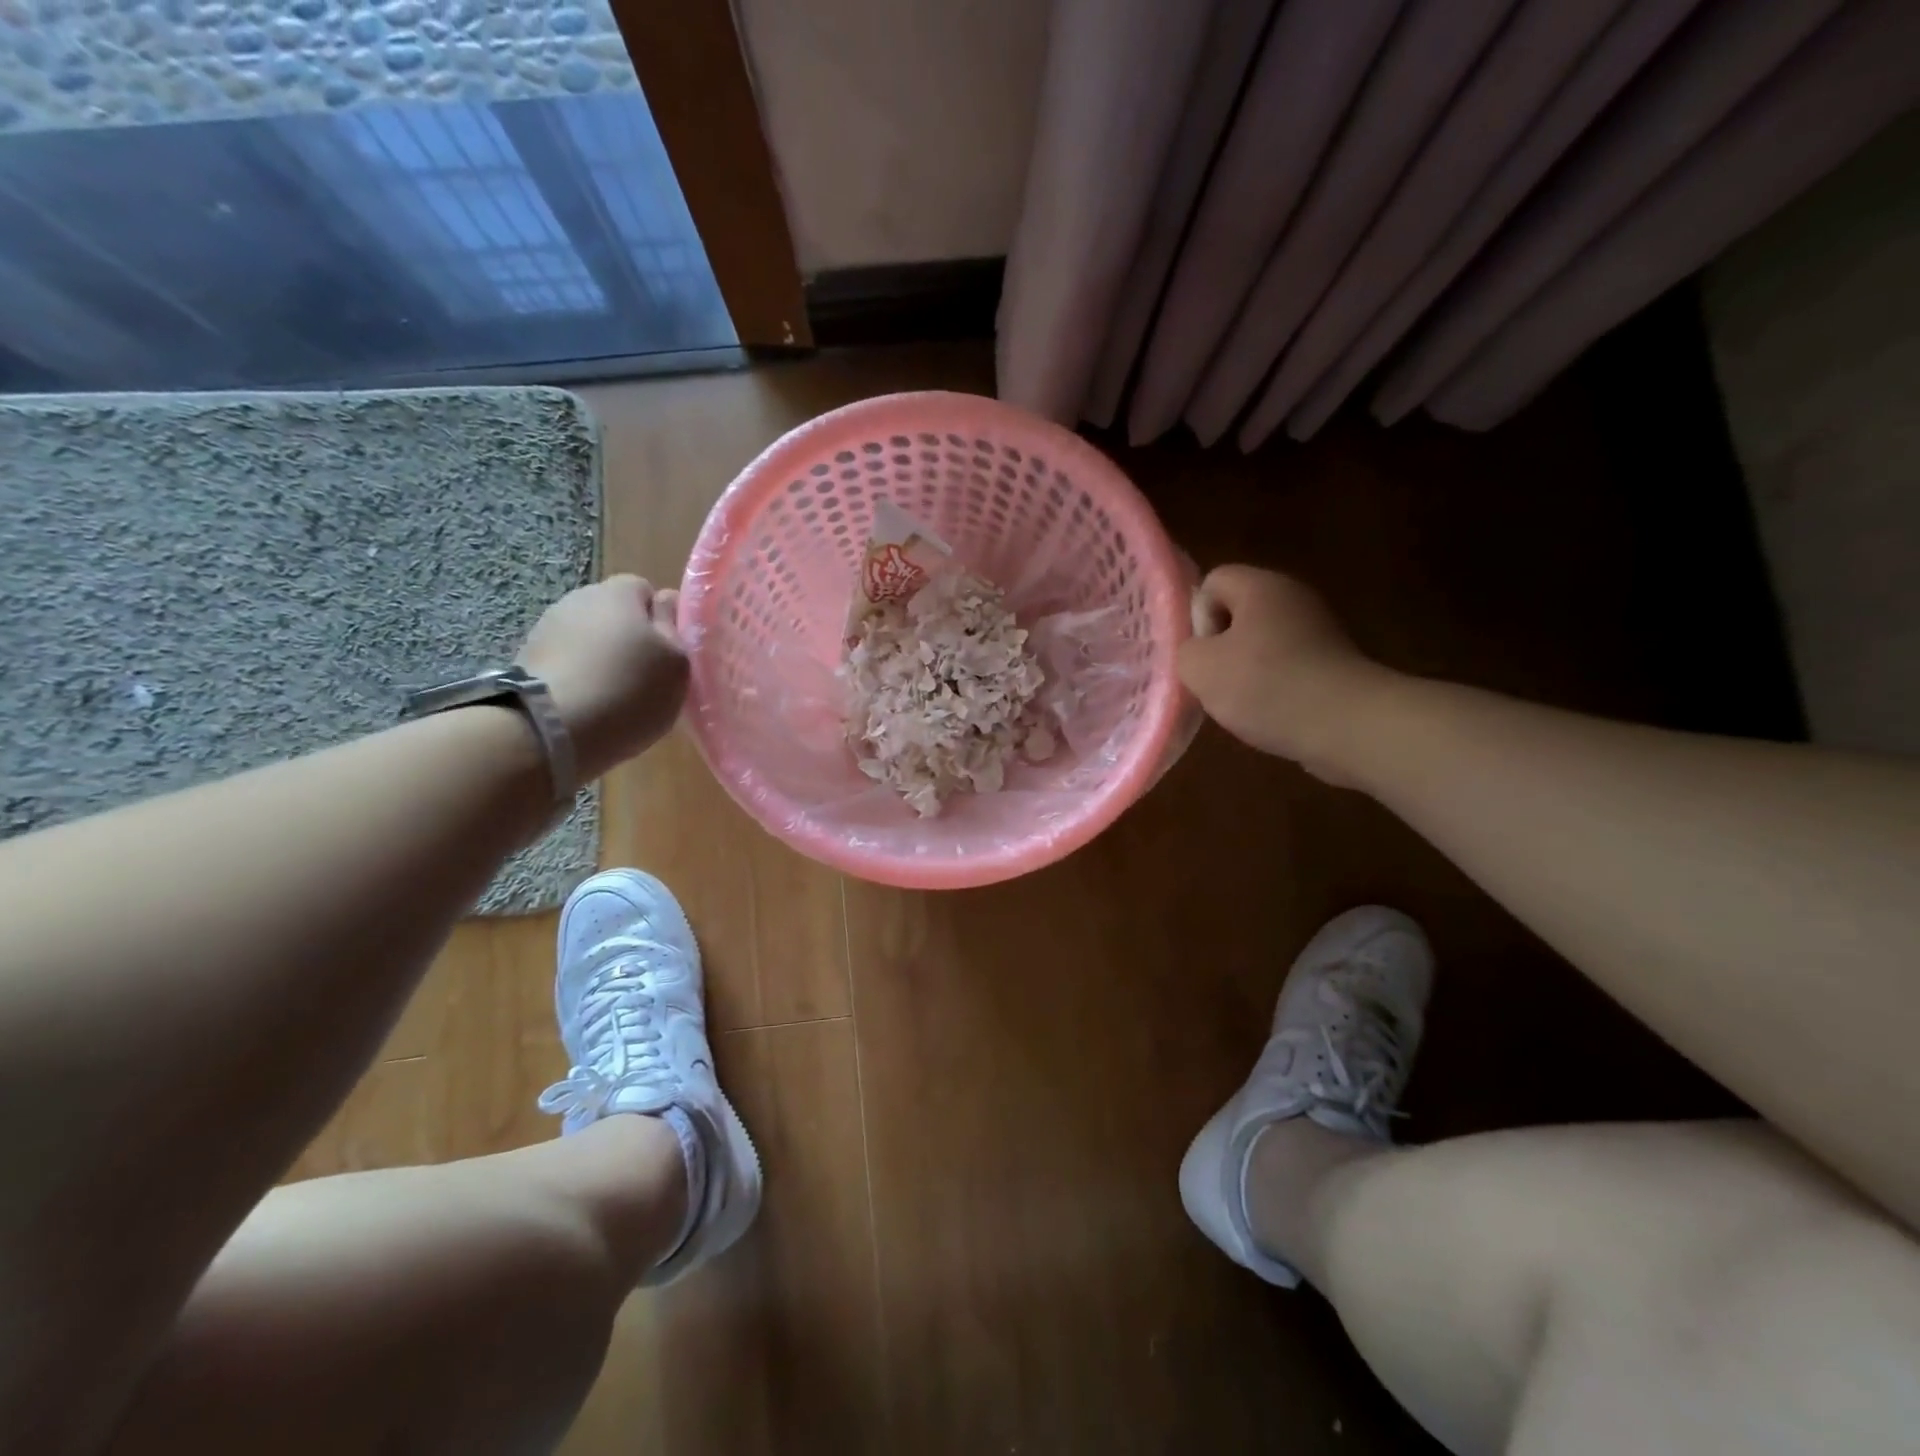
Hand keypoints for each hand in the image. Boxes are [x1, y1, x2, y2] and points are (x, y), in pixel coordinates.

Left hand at [518, 574, 687, 780]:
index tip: (669, 652)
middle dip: (630, 638)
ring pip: (588, 638)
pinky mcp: (526, 660)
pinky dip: (579, 678)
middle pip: (614, 614)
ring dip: (602, 659)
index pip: (645, 590)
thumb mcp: (677, 662)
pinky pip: (566, 662)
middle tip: (646, 677)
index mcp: (618, 592)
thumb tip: (666, 601)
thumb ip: (675, 627)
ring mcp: (546, 628)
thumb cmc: (628, 690)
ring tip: (614, 696)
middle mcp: (578, 599)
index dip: (661, 619)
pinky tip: (588, 706)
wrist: (549, 729)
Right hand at [1176, 566, 1392, 783]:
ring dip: (1246, 670)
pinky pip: (1288, 665)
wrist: (1346, 724)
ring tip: (1243, 702)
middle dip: (1220, 646)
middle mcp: (1293, 596)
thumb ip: (1186, 650)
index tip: (1203, 654)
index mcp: (1261, 586)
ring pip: (1262, 642)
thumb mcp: (1199, 668)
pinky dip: (1275, 686)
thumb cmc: (1265, 686)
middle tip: (1216, 680)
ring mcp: (1319, 628)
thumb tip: (1199, 651)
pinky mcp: (1334, 661)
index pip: (1212, 581)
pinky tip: (1272, 711)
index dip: (1197, 616)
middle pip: (1238, 613)